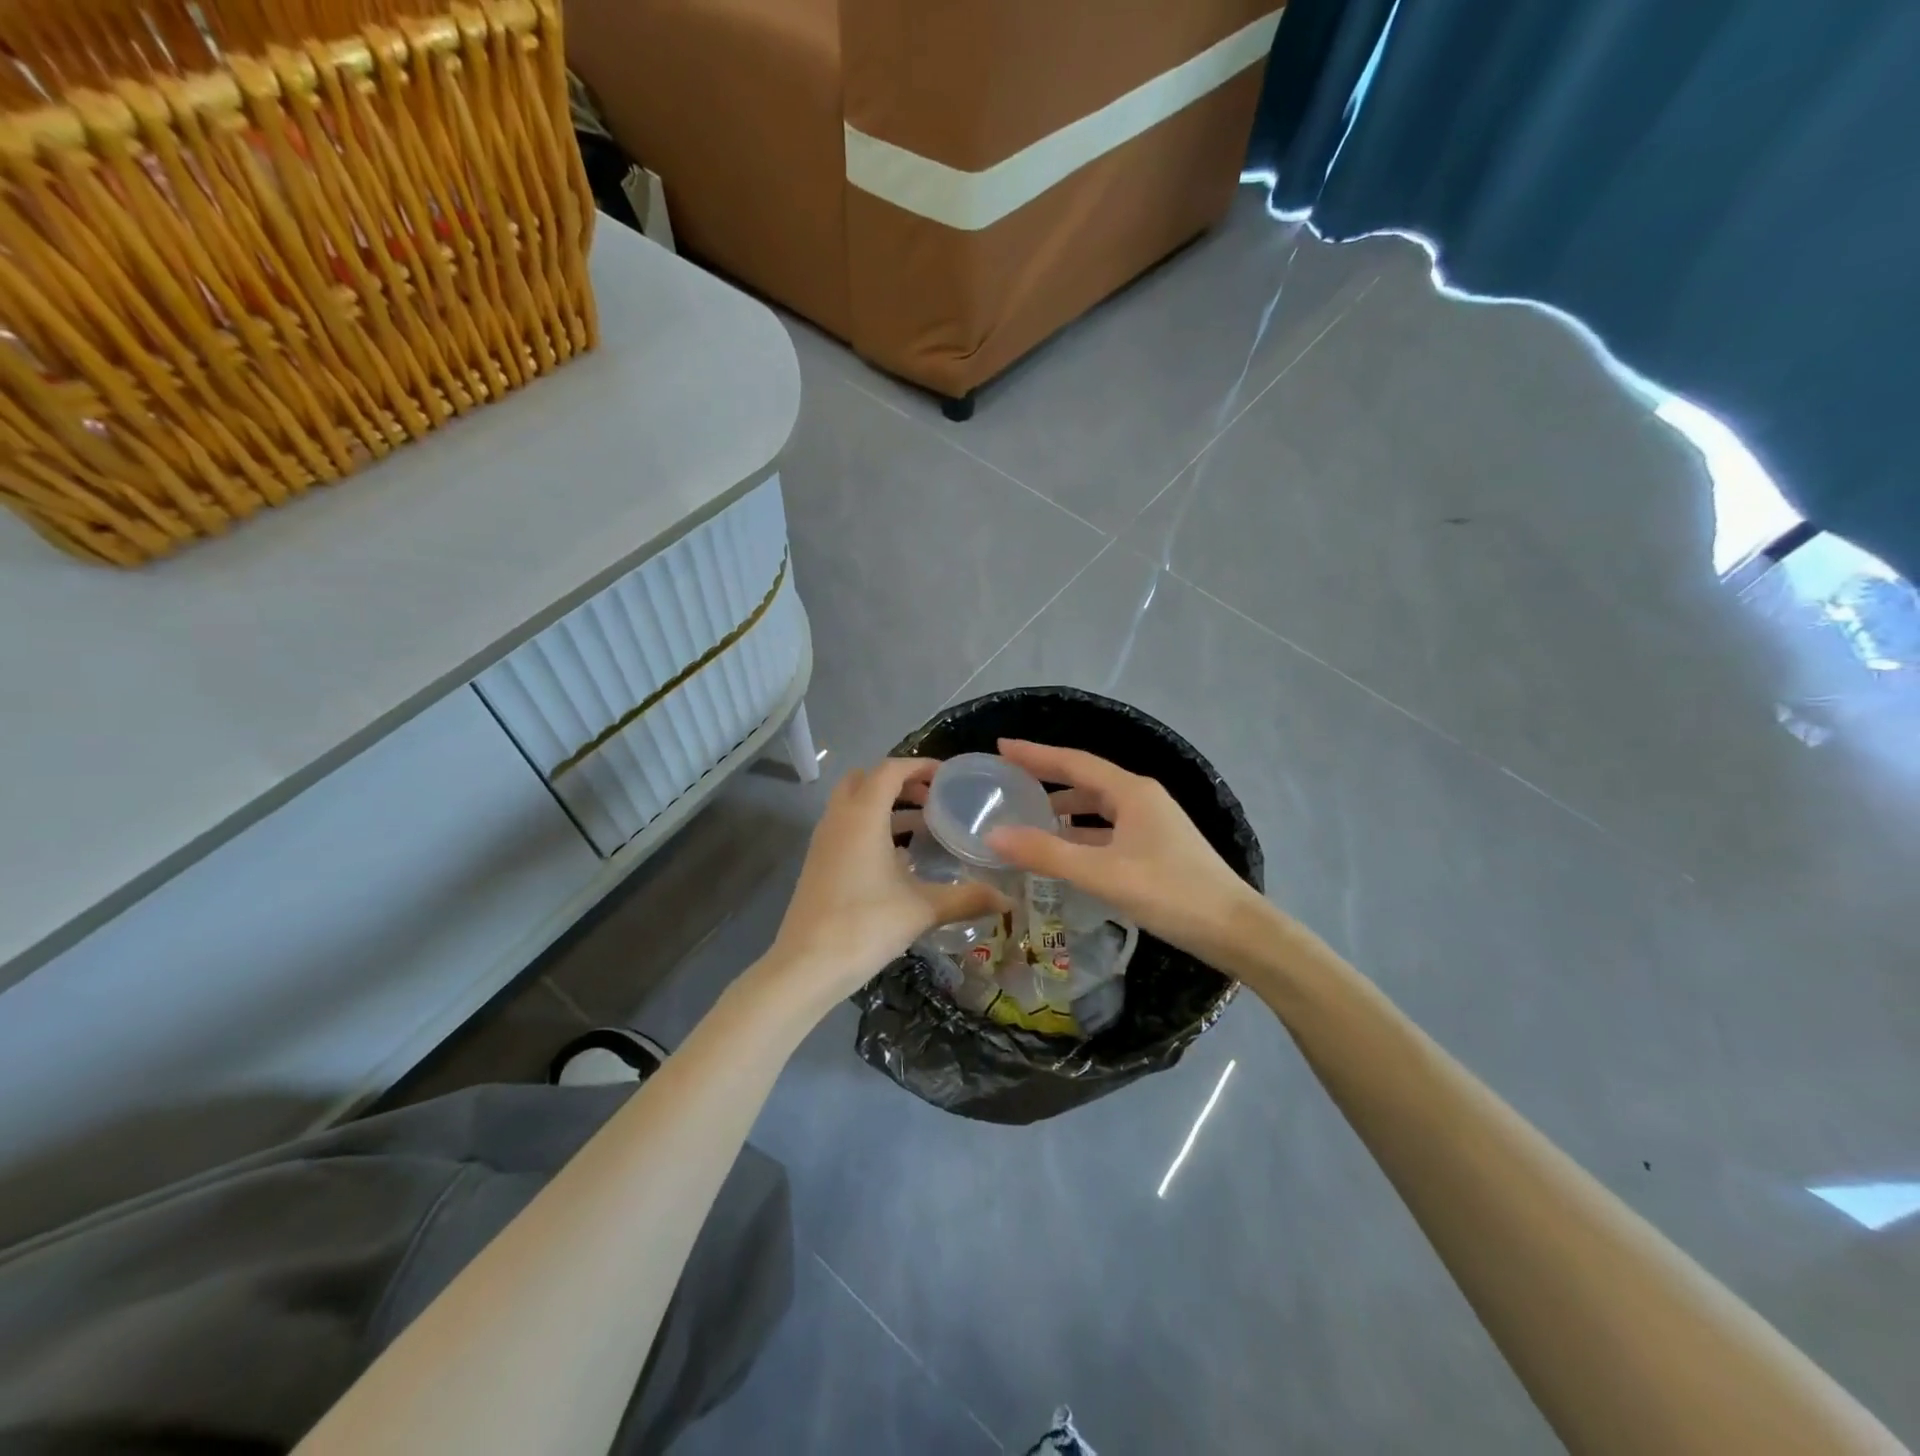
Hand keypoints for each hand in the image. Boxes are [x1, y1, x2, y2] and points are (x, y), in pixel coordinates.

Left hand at [768, 758, 1006, 1011]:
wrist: (806, 966)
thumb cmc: (865, 926)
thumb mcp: (923, 910)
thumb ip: (967, 898)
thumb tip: (1009, 901)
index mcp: (862, 815)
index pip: (890, 769)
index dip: (920, 765)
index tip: (948, 776)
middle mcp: (839, 818)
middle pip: (866, 779)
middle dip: (899, 781)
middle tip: (932, 797)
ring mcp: (823, 841)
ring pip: (853, 804)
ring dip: (885, 805)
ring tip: (924, 825)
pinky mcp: (818, 863)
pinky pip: (847, 827)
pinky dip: (871, 827)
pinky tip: (899, 859)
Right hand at [984, 739, 1265, 968]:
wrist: (1235, 930)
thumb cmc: (1170, 893)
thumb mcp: (1103, 873)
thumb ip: (1047, 854)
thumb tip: (993, 835)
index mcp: (1131, 792)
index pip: (1074, 762)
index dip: (1036, 754)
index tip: (1001, 746)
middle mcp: (1142, 799)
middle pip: (1086, 780)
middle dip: (1047, 779)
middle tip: (1008, 782)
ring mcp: (1152, 823)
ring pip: (1098, 808)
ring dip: (1065, 809)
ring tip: (1028, 817)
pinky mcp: (1157, 848)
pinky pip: (1109, 830)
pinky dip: (1083, 834)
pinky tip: (1065, 851)